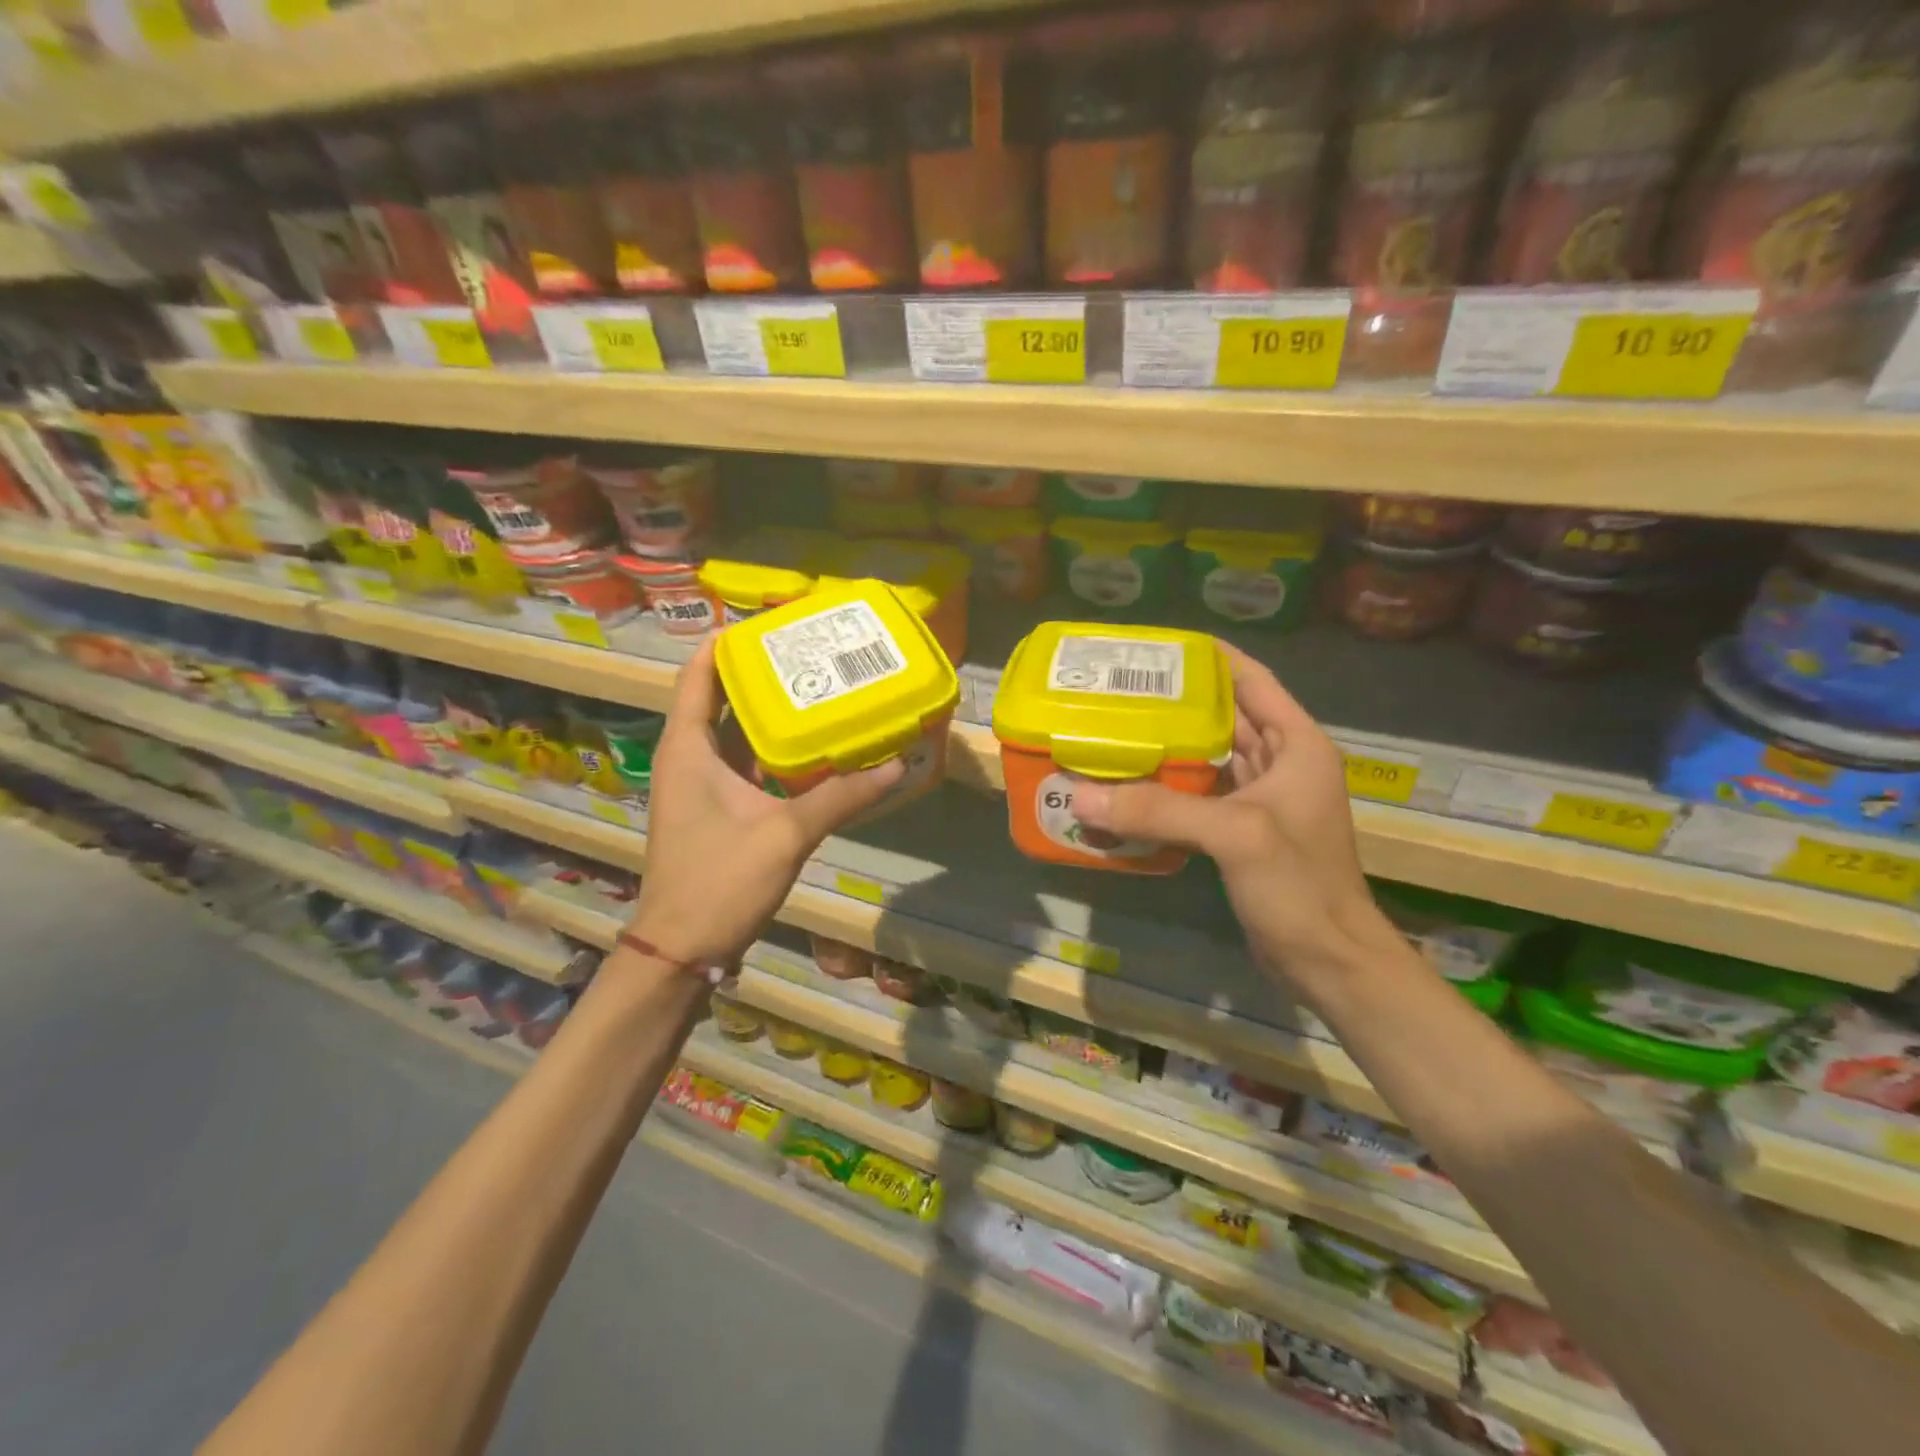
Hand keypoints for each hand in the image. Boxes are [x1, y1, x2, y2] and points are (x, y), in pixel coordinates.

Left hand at [625, 640, 904, 966]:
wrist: (682, 950)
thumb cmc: (719, 882)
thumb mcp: (785, 834)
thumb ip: (841, 797)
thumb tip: (895, 765)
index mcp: (688, 749)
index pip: (698, 676)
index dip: (726, 644)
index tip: (768, 623)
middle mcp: (690, 759)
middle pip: (721, 700)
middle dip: (760, 674)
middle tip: (809, 653)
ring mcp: (702, 788)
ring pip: (737, 735)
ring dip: (771, 714)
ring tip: (819, 689)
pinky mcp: (717, 812)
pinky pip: (747, 766)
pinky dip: (775, 753)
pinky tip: (815, 749)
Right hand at [1069, 642, 1394, 1002]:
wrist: (1329, 962)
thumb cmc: (1299, 886)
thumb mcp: (1234, 835)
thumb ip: (1160, 809)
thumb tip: (1081, 795)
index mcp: (1298, 744)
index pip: (1252, 681)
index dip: (1209, 658)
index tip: (1158, 647)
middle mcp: (1282, 763)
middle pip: (1224, 715)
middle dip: (1176, 701)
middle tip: (1120, 689)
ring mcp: (1262, 800)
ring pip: (1209, 756)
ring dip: (1168, 745)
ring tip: (1115, 728)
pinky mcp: (1241, 832)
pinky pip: (1200, 795)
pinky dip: (1168, 788)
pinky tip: (1129, 785)